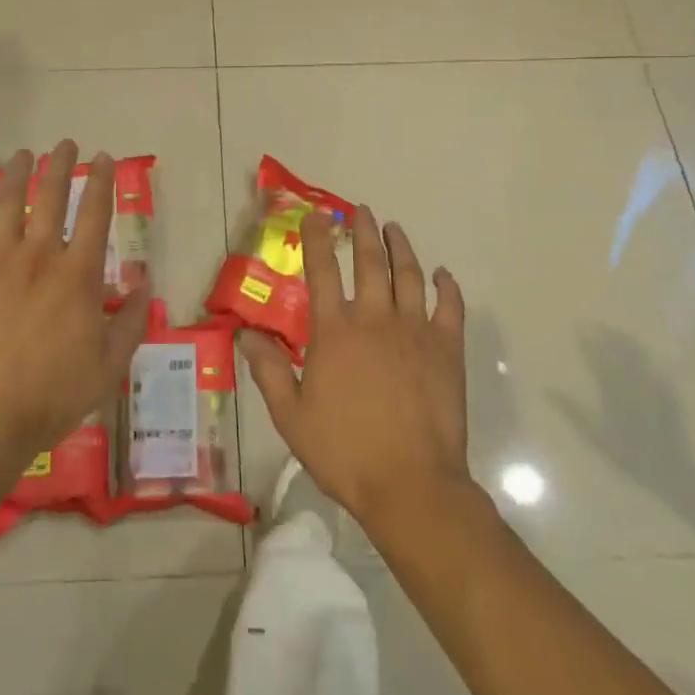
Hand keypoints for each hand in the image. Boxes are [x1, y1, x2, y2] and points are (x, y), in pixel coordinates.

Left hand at [0, 140, 150, 468]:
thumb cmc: (54, 394)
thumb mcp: (110, 364)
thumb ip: (132, 321)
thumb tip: (144, 285)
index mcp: (79, 274)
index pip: (95, 213)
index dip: (102, 181)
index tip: (104, 158)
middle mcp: (40, 256)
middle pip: (51, 196)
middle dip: (61, 165)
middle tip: (66, 145)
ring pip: (8, 202)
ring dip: (18, 173)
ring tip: (24, 154)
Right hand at [241, 206, 470, 531]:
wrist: (411, 484)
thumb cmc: (345, 451)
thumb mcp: (291, 415)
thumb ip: (268, 370)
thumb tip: (245, 333)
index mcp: (334, 332)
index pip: (322, 271)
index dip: (317, 239)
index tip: (317, 216)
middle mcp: (374, 319)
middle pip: (369, 262)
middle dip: (363, 232)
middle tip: (362, 210)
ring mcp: (415, 331)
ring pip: (409, 276)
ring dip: (401, 248)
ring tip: (395, 228)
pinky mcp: (447, 350)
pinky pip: (450, 307)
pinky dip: (447, 286)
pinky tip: (443, 274)